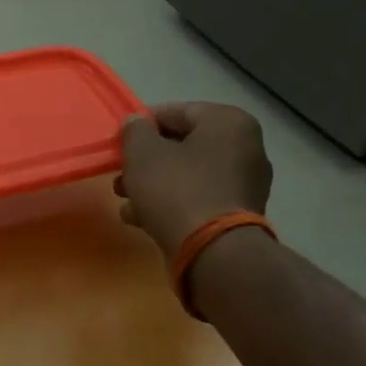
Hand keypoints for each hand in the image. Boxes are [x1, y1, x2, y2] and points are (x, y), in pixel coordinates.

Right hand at [118, 103, 272, 260]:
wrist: (213, 253)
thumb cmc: (176, 190)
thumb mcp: (142, 153)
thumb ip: (135, 131)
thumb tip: (136, 122)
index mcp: (228, 122)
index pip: (175, 112)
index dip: (141, 126)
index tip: (119, 144)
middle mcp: (246, 147)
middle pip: (182, 146)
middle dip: (146, 161)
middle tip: (120, 175)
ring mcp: (245, 184)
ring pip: (187, 175)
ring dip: (153, 185)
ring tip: (125, 201)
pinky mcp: (238, 215)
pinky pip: (198, 198)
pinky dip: (171, 204)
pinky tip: (142, 219)